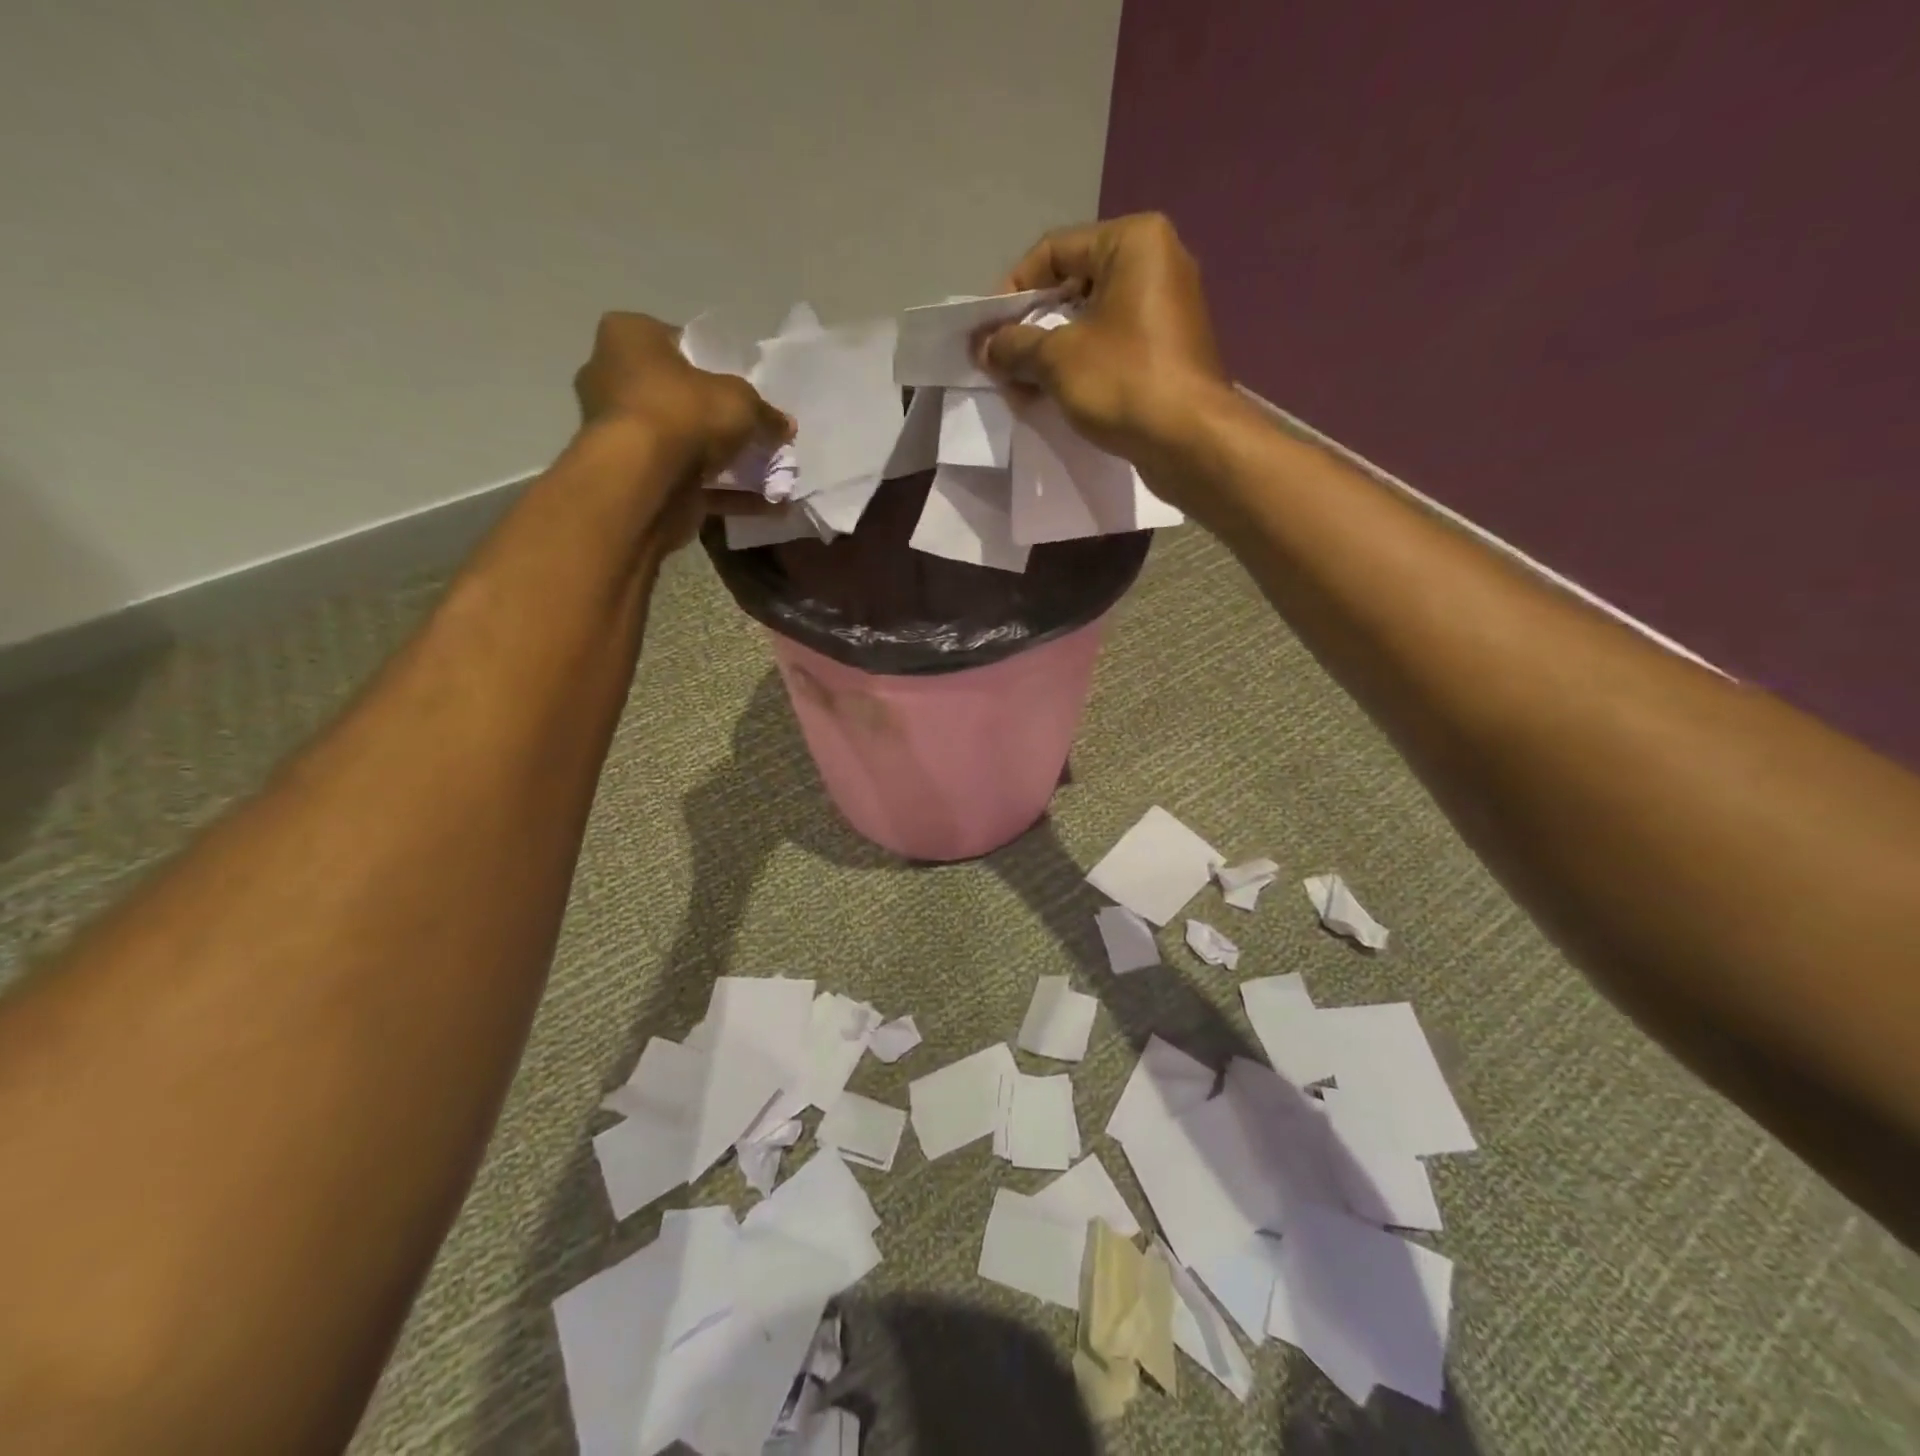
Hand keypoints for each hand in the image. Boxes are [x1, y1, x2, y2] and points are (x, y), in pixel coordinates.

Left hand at [572, 312, 791, 549]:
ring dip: (728, 462)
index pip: (677, 342)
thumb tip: (785, 425)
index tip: (745, 387)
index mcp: (629, 339)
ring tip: (772, 473)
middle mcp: (615, 381)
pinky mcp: (638, 479)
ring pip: (687, 445)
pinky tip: (768, 505)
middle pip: (681, 398)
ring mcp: (623, 435)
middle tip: (758, 431)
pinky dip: (729, 495)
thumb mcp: (740, 400)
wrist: (643, 482)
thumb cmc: (683, 412)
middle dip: (720, 419)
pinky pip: (693, 484)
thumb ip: (765, 412)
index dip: (715, 364)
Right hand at [978, 214, 1230, 468]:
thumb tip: (984, 347)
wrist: (1190, 441)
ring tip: (1021, 389)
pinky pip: (1111, 346)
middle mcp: (1156, 263)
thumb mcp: (1057, 359)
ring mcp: (1166, 308)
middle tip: (1002, 365)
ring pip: (1090, 321)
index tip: (988, 332)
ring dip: (1049, 354)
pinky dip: (1079, 367)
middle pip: (1072, 286)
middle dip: (1031, 328)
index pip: (1055, 251)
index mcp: (1134, 242)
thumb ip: (1014, 346)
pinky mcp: (1167, 350)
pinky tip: (1052, 397)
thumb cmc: (1124, 382)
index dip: (1013, 291)